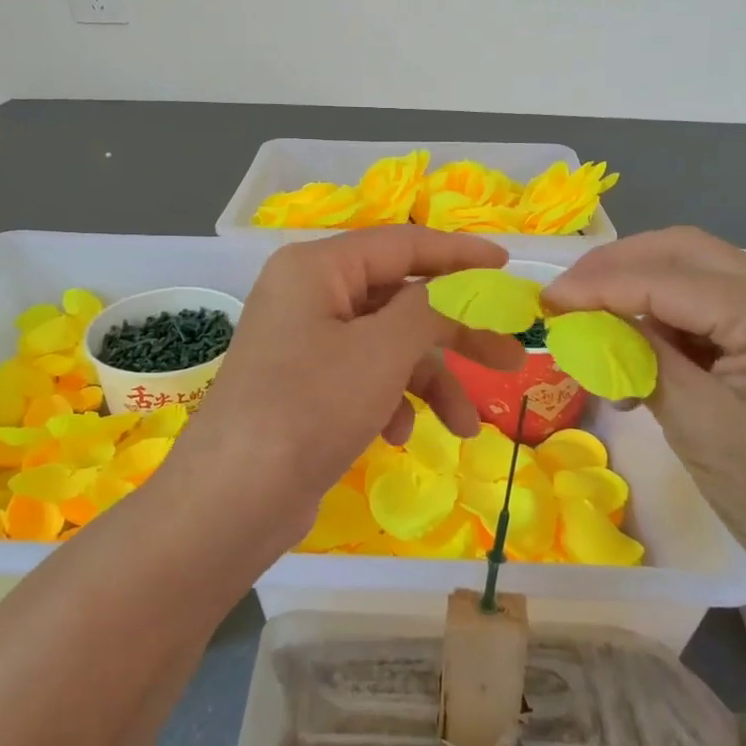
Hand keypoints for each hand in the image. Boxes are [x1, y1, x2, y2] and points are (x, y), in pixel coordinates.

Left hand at [179, 226, 527, 545]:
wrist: (233, 500)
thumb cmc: (310, 408)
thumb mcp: (382, 350)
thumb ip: (431, 307)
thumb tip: (462, 284)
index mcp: (317, 267)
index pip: (403, 244)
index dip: (460, 254)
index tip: (509, 266)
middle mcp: (308, 295)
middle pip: (400, 298)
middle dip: (456, 332)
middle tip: (512, 356)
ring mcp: (305, 342)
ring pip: (388, 345)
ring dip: (429, 381)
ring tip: (464, 427)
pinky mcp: (306, 385)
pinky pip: (365, 376)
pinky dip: (391, 401)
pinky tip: (397, 436)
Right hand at [543, 226, 745, 609]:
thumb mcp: (695, 422)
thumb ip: (641, 355)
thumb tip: (584, 317)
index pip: (672, 277)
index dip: (601, 283)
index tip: (547, 300)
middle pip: (686, 252)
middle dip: (617, 268)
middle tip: (565, 298)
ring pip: (694, 270)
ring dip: (637, 289)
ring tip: (592, 324)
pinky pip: (709, 303)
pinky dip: (663, 315)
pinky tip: (635, 349)